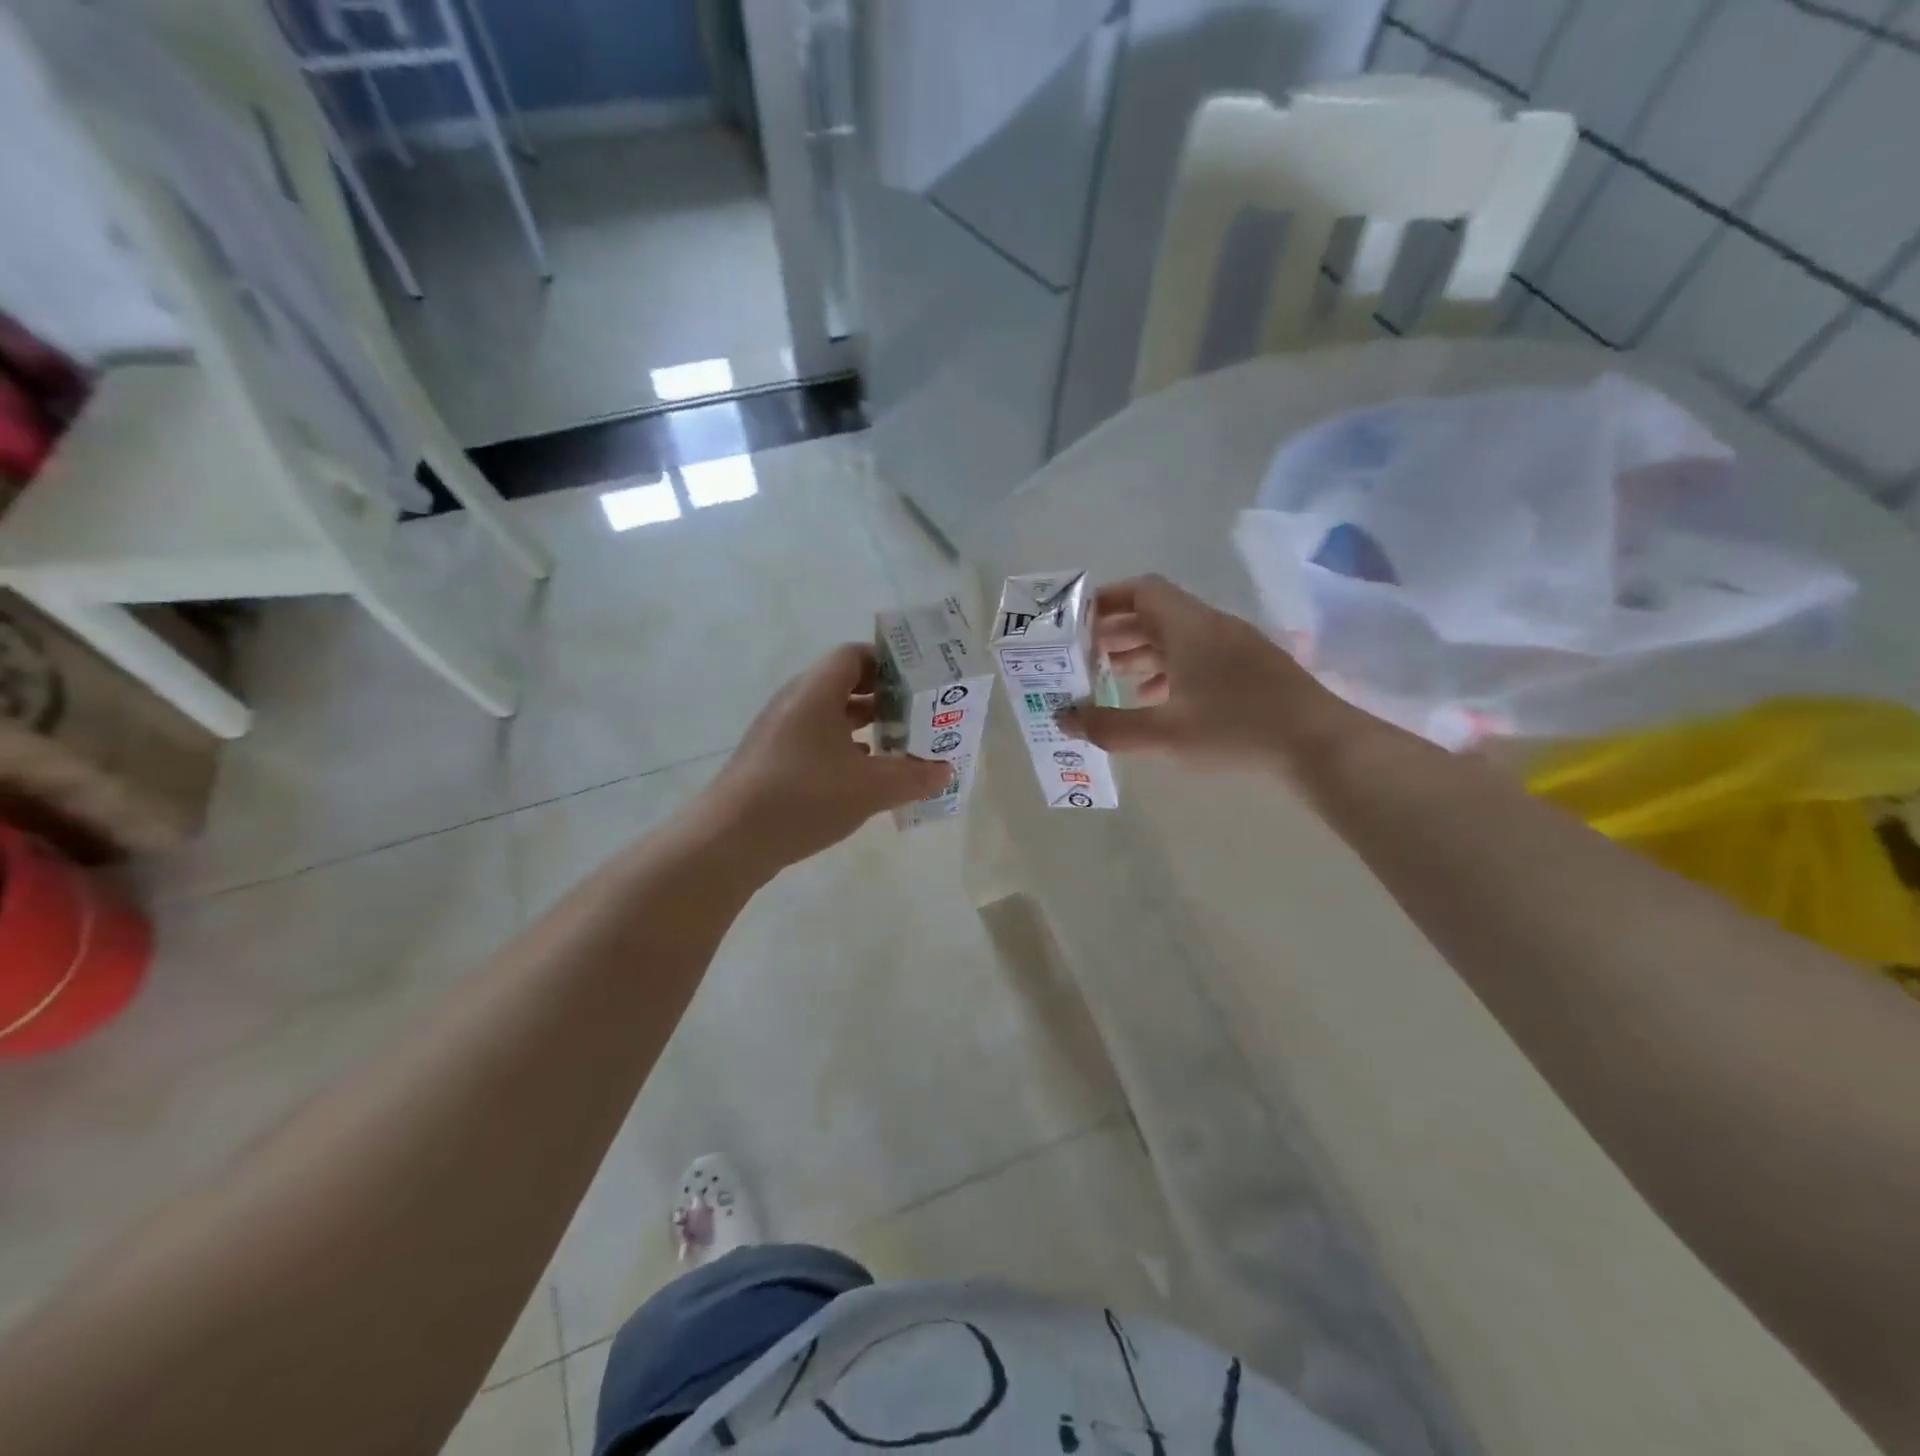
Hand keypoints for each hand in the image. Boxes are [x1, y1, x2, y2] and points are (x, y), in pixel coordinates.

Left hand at [696, 643, 952, 876]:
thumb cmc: (803, 798)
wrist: (729, 840)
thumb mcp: (870, 788)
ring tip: (898, 746)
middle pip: (844, 684)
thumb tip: (945, 771)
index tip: (918, 685)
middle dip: (883, 698)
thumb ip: (913, 777)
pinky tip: (863, 777)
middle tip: (917, 717)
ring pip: (830, 715)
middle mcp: (795, 702)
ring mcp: (779, 732)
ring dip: (864, 726)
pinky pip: (816, 741)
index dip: (889, 664)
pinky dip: (843, 750)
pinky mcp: (772, 760)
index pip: (855, 655)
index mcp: (816, 691)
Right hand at [1057, 574, 1358, 773]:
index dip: (1106, 600)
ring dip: (1141, 652)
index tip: (1077, 622)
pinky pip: (1197, 657)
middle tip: (1084, 656)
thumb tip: (1063, 718)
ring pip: (1177, 637)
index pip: (1142, 590)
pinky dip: (1168, 670)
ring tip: (1111, 678)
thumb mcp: (1164, 733)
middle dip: (1117, 631)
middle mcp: (1210, 627)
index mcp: (1189, 626)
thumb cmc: (1235, 729)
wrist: (1320, 745)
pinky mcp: (1249, 669)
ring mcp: (1234, 647)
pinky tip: (1154, 699)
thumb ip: (1109, 726)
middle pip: (1156, 614)